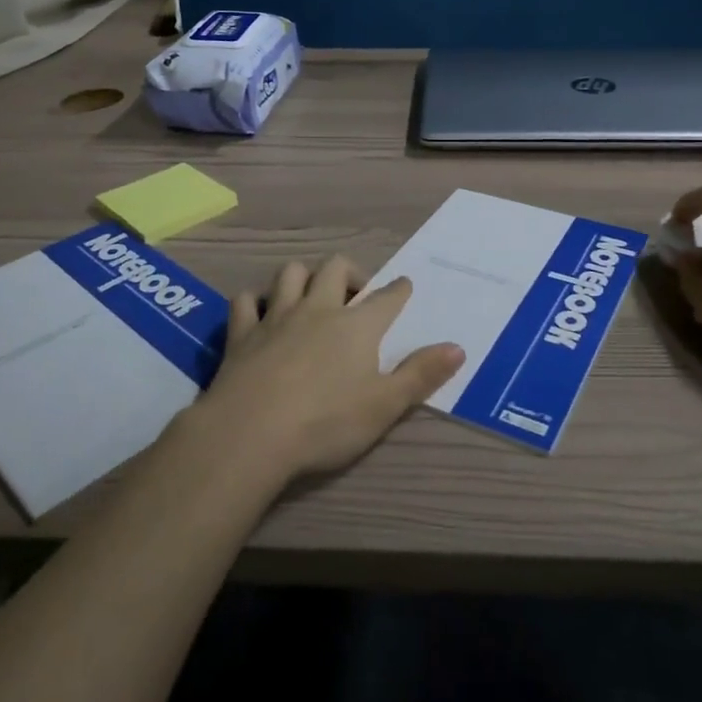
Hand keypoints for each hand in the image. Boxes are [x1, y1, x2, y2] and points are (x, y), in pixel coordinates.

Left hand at [188, 257, 465, 484]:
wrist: (250, 433)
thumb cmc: (326, 423)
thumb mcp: (384, 406)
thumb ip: (421, 375)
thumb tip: (458, 347)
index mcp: (357, 325)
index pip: (386, 297)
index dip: (398, 289)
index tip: (404, 285)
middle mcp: (318, 309)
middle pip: (336, 268)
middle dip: (350, 273)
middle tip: (355, 294)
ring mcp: (277, 317)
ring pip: (291, 274)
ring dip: (303, 278)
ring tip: (309, 295)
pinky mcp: (242, 333)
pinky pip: (247, 301)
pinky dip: (255, 302)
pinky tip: (259, 314)